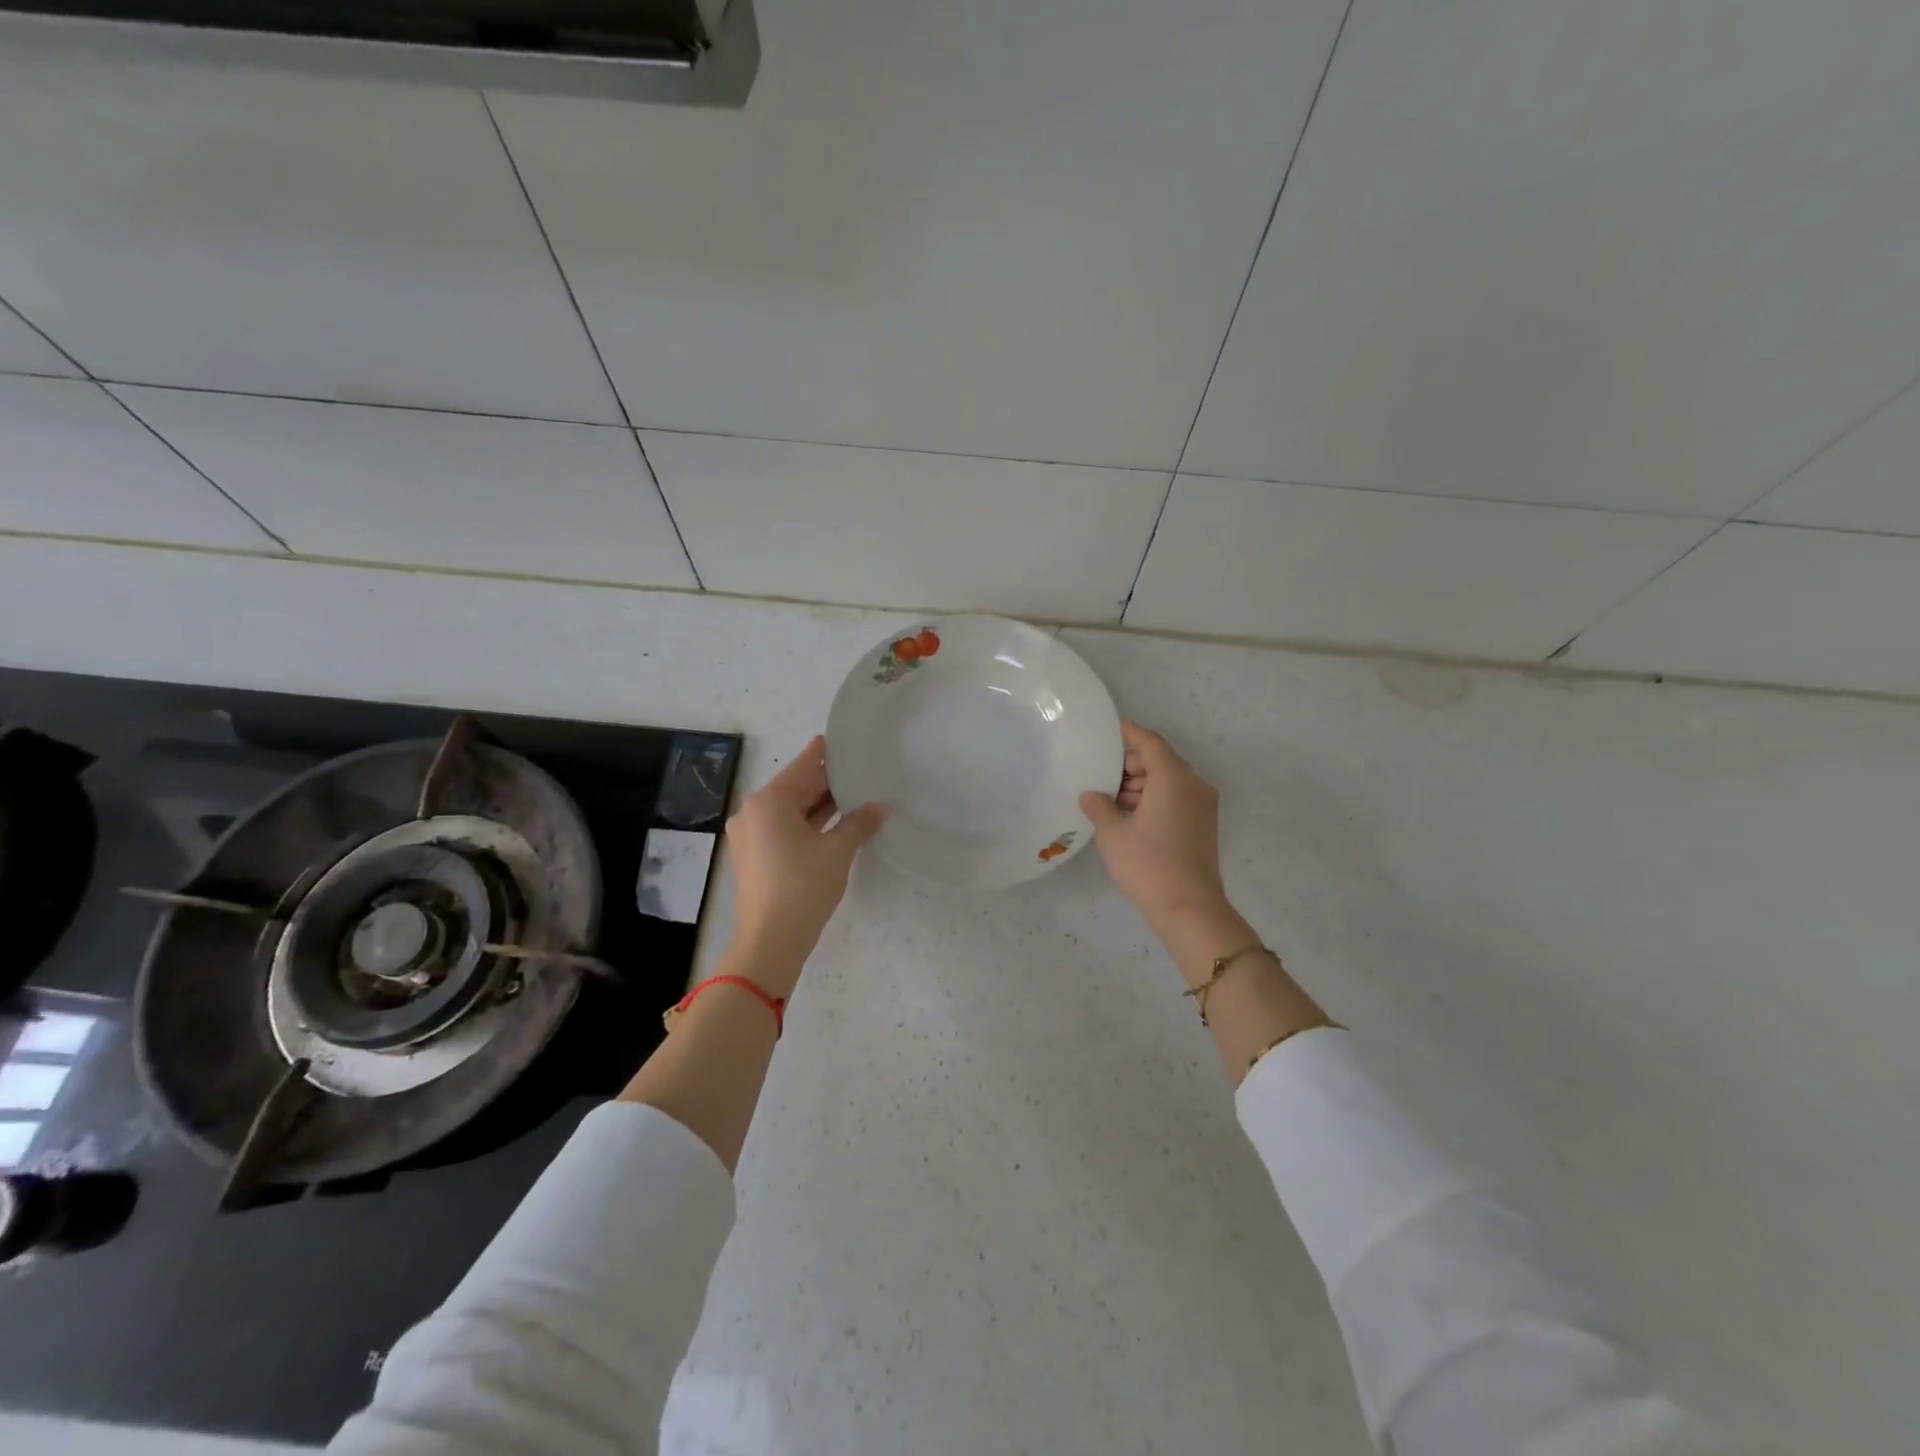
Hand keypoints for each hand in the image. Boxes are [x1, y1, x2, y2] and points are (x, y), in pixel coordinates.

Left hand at [725, 735, 885, 994]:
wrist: (770, 941)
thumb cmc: (803, 887)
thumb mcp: (838, 851)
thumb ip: (859, 823)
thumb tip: (881, 806)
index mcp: (769, 801)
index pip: (803, 765)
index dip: (824, 751)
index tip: (843, 739)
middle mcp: (754, 812)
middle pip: (795, 787)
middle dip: (826, 781)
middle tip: (859, 769)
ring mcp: (751, 836)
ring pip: (791, 810)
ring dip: (820, 805)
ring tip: (855, 794)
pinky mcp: (755, 857)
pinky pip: (785, 828)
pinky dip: (808, 824)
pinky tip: (836, 823)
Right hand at [1079, 721, 1228, 928]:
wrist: (1189, 908)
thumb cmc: (1148, 864)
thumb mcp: (1113, 833)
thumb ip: (1099, 806)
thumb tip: (1090, 795)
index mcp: (1173, 777)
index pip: (1150, 743)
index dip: (1130, 733)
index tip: (1111, 727)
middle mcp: (1193, 784)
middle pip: (1161, 760)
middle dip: (1131, 763)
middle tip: (1101, 771)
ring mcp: (1202, 806)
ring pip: (1169, 781)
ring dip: (1142, 783)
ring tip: (1110, 797)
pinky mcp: (1203, 825)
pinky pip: (1176, 798)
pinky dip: (1154, 798)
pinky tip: (1129, 814)